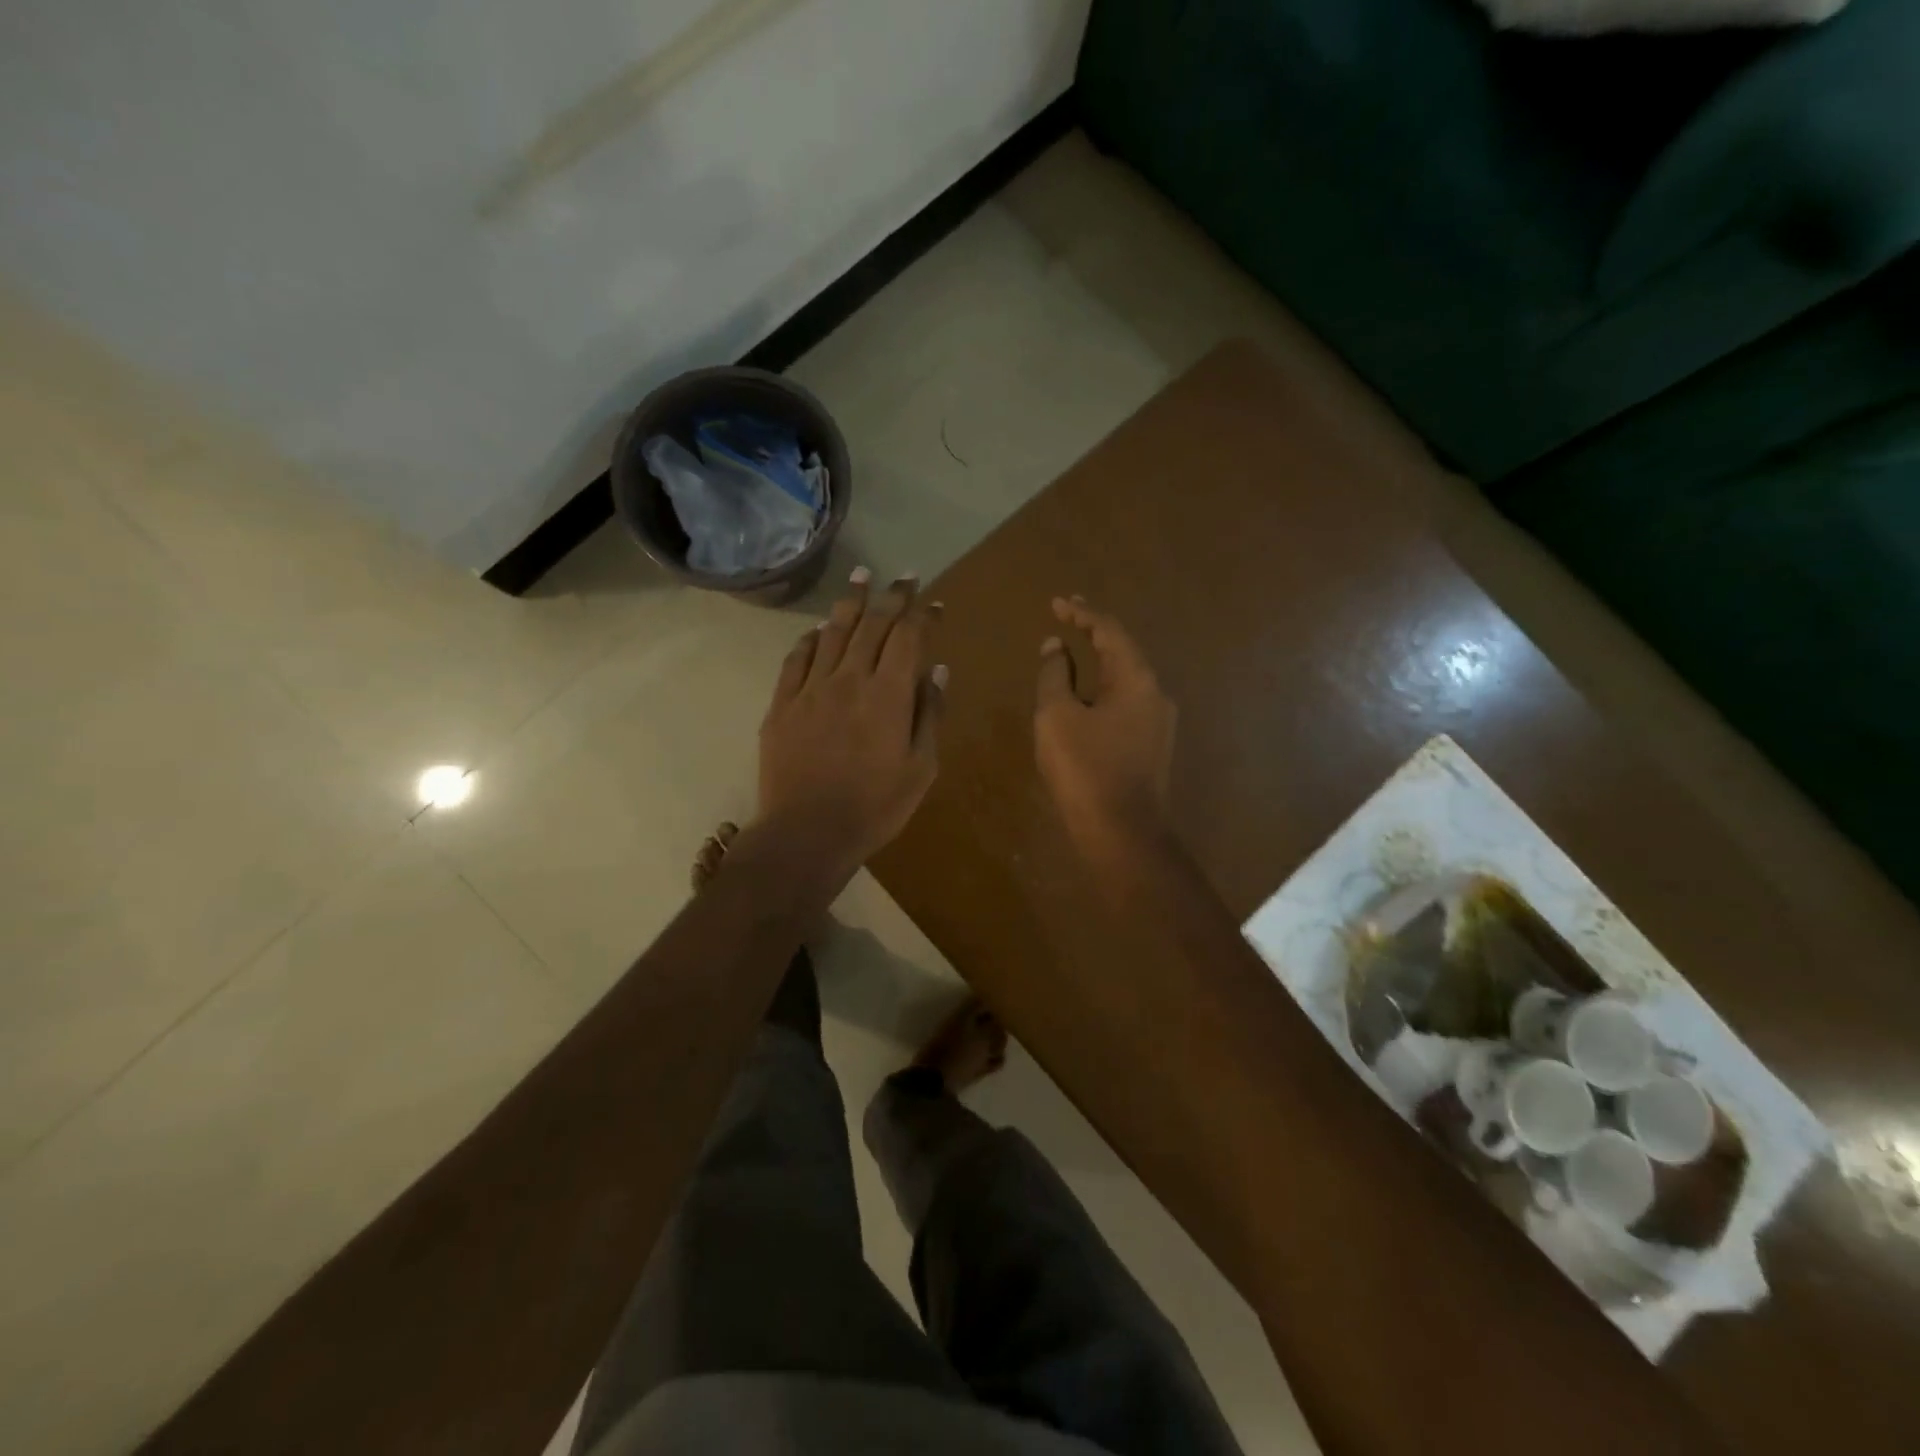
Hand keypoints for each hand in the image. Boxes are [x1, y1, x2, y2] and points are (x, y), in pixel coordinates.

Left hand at [757, 568, 945, 876]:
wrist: (806, 834)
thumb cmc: (875, 807)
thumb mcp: (921, 768)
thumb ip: (930, 714)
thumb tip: (937, 670)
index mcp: (888, 695)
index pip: (908, 638)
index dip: (922, 614)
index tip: (934, 602)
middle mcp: (849, 679)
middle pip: (871, 625)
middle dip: (891, 596)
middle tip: (902, 576)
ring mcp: (811, 689)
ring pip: (832, 633)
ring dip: (850, 603)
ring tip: (861, 578)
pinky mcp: (782, 704)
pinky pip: (796, 659)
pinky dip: (810, 639)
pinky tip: (818, 630)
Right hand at [1034, 597, 1176, 854]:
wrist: (1122, 834)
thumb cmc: (1086, 769)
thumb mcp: (1057, 716)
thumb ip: (1053, 675)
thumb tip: (1054, 646)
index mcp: (1136, 679)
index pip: (1109, 631)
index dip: (1081, 613)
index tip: (1057, 602)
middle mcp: (1155, 695)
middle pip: (1122, 652)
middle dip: (1093, 634)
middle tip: (1066, 618)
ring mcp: (1157, 724)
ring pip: (1124, 681)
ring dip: (1097, 664)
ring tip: (1070, 656)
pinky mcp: (1151, 748)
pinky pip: (1124, 705)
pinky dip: (1101, 691)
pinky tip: (1083, 701)